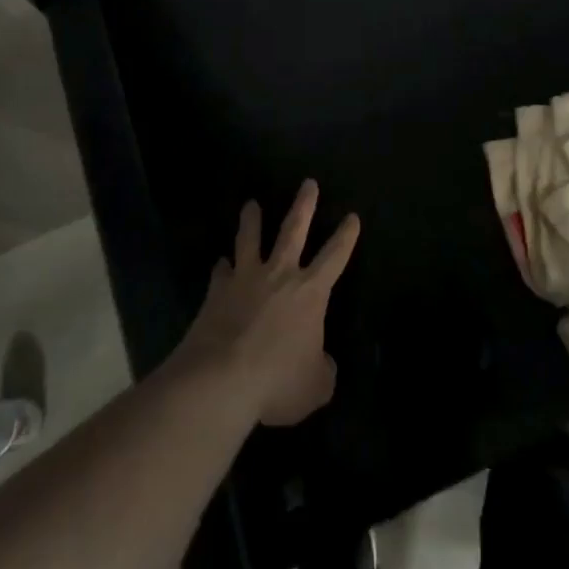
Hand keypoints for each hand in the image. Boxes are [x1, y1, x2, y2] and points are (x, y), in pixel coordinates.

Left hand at [175, 180, 361, 426]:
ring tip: (251, 205)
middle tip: (308, 183)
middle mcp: (280, 274)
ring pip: (251, 239)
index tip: (352, 217)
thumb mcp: (315, 386)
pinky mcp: (217, 291)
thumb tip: (322, 362)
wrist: (221, 379)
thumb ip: (323, 370)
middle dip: (304, 205)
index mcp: (310, 292)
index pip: (335, 256)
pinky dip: (222, 267)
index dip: (346, 237)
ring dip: (252, 220)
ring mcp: (246, 278)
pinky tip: (220, 263)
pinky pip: (221, 272)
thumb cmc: (277, 381)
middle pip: (293, 229)